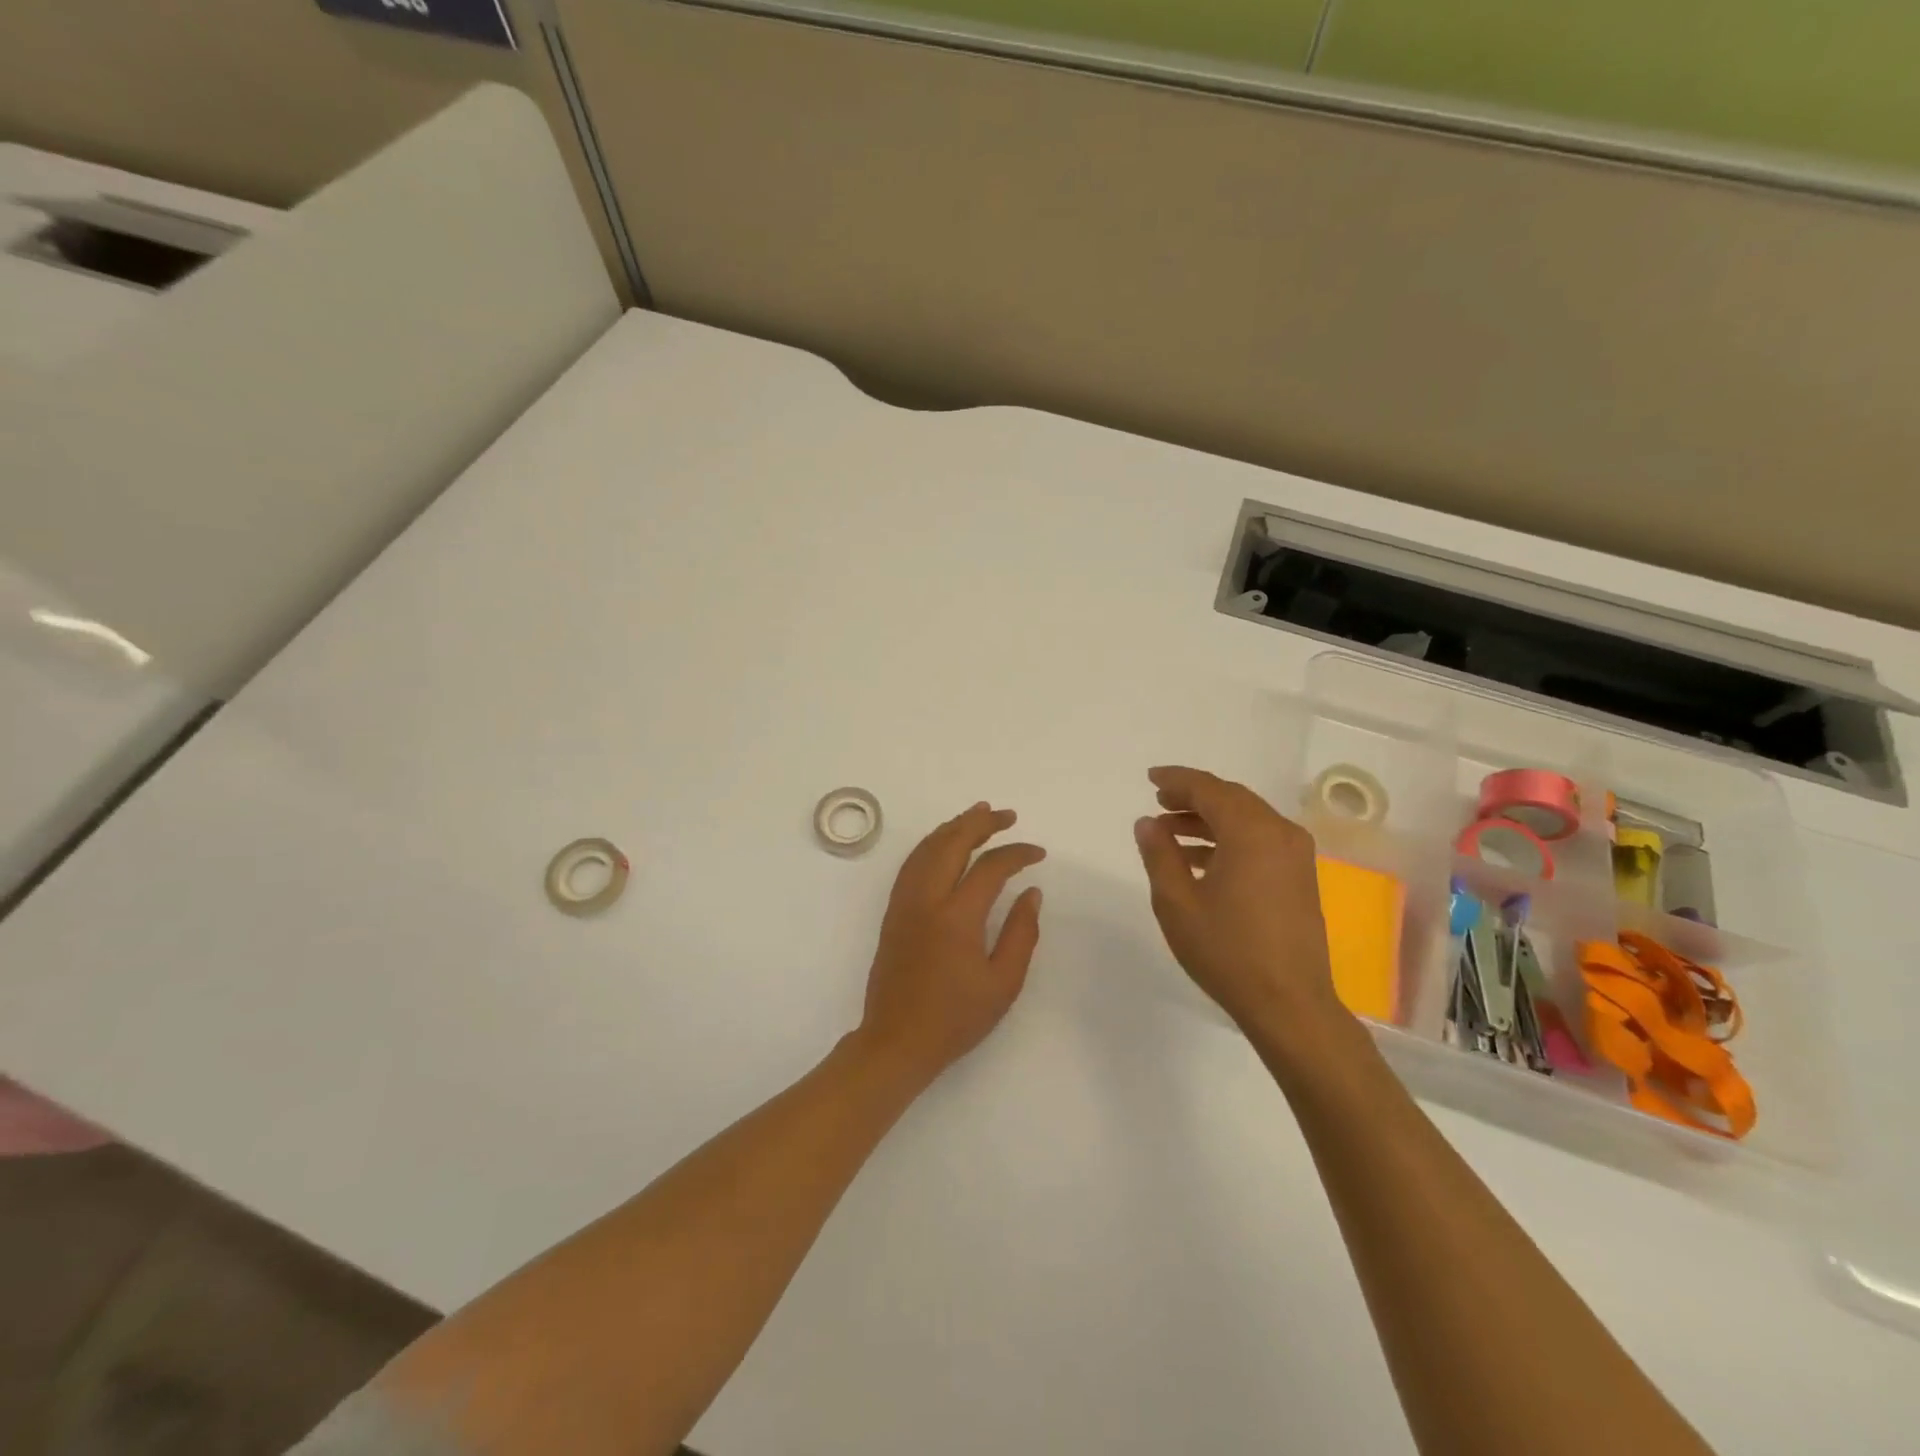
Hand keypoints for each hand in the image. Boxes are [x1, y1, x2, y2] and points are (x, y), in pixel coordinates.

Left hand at [858, 802, 1045, 1079]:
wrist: (897, 1041)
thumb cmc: (956, 1019)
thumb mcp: (1003, 984)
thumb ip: (1021, 933)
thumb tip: (1030, 892)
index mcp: (956, 917)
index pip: (990, 867)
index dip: (1017, 854)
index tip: (1038, 853)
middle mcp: (926, 899)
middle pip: (952, 843)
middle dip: (981, 823)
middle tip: (1007, 815)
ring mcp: (904, 903)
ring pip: (927, 848)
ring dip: (954, 826)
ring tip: (978, 814)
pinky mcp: (893, 911)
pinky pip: (912, 863)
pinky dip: (931, 844)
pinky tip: (945, 842)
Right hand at [1132, 766, 1346, 1040]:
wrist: (1289, 1004)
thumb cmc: (1227, 951)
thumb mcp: (1177, 902)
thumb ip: (1159, 854)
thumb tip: (1148, 822)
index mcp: (1251, 832)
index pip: (1209, 788)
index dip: (1176, 780)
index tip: (1150, 779)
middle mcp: (1279, 833)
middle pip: (1231, 798)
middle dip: (1193, 797)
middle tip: (1159, 802)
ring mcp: (1295, 855)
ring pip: (1247, 819)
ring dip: (1209, 819)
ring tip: (1171, 832)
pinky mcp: (1300, 877)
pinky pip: (1260, 840)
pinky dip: (1229, 839)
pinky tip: (1200, 860)